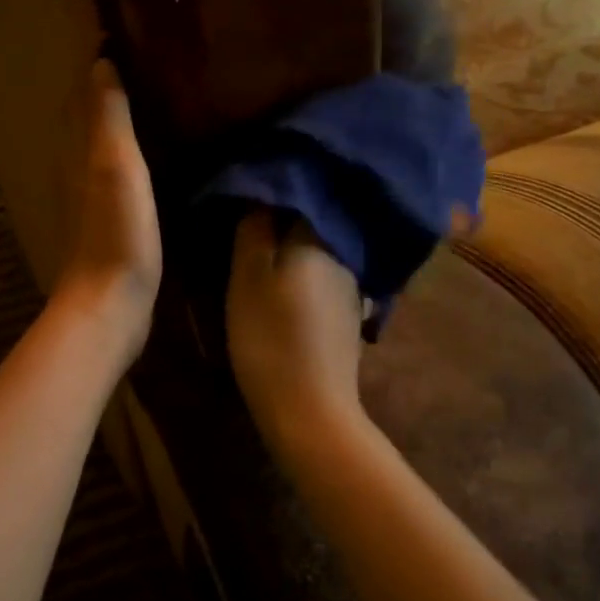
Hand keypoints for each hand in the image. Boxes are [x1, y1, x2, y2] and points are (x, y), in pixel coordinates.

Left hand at [53, 58, 160, 351]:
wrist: (110, 303)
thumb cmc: (116, 231)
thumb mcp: (114, 165)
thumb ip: (107, 116)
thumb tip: (100, 62)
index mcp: (75, 149)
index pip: (82, 92)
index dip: (98, 63)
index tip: (124, 33)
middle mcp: (74, 166)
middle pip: (85, 114)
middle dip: (105, 85)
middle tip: (143, 59)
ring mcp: (87, 196)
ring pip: (96, 142)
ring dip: (114, 117)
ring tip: (150, 95)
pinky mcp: (105, 219)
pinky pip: (111, 170)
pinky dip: (125, 150)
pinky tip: (149, 153)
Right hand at [226, 210, 365, 449]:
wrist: (310, 410)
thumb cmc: (269, 337)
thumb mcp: (248, 278)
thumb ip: (254, 231)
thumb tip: (261, 194)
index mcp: (318, 238)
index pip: (299, 195)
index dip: (272, 190)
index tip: (246, 193)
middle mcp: (344, 255)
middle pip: (311, 223)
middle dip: (284, 218)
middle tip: (249, 222)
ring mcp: (352, 288)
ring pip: (319, 253)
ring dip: (296, 249)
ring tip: (264, 252)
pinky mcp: (350, 317)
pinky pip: (325, 279)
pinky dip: (306, 276)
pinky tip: (288, 288)